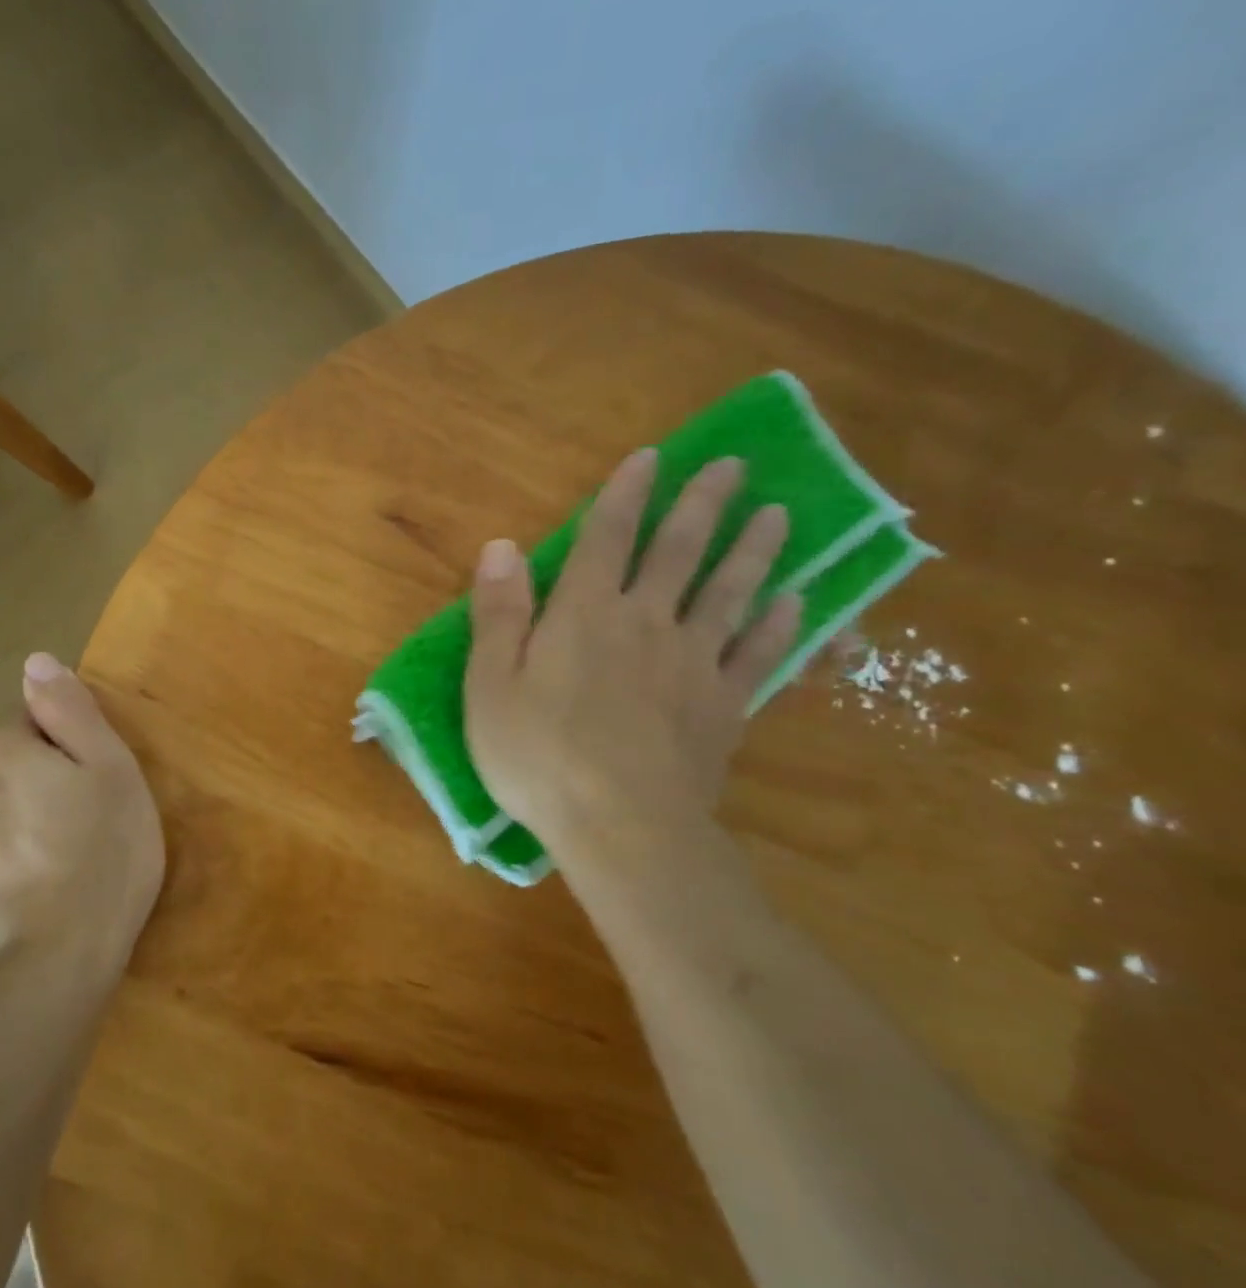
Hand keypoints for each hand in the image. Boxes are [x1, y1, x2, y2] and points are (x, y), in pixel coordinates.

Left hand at [0, 653, 164, 989]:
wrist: (53, 969)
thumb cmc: (101, 857)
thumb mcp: (112, 771)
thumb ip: (70, 711)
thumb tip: (35, 661)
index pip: (30, 730)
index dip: (66, 757)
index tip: (91, 793)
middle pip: (2, 776)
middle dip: (33, 793)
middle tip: (80, 835)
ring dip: (10, 835)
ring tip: (53, 875)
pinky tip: (25, 905)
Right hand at [462, 450, 800, 867]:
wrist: (622, 828)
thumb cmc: (539, 756)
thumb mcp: (489, 685)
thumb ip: (497, 613)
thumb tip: (501, 545)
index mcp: (584, 615)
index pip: (607, 538)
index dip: (626, 494)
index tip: (650, 458)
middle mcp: (645, 622)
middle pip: (678, 552)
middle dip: (703, 504)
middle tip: (733, 466)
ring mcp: (693, 663)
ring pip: (730, 593)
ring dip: (753, 550)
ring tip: (779, 514)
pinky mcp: (725, 706)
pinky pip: (758, 655)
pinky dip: (780, 625)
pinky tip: (798, 601)